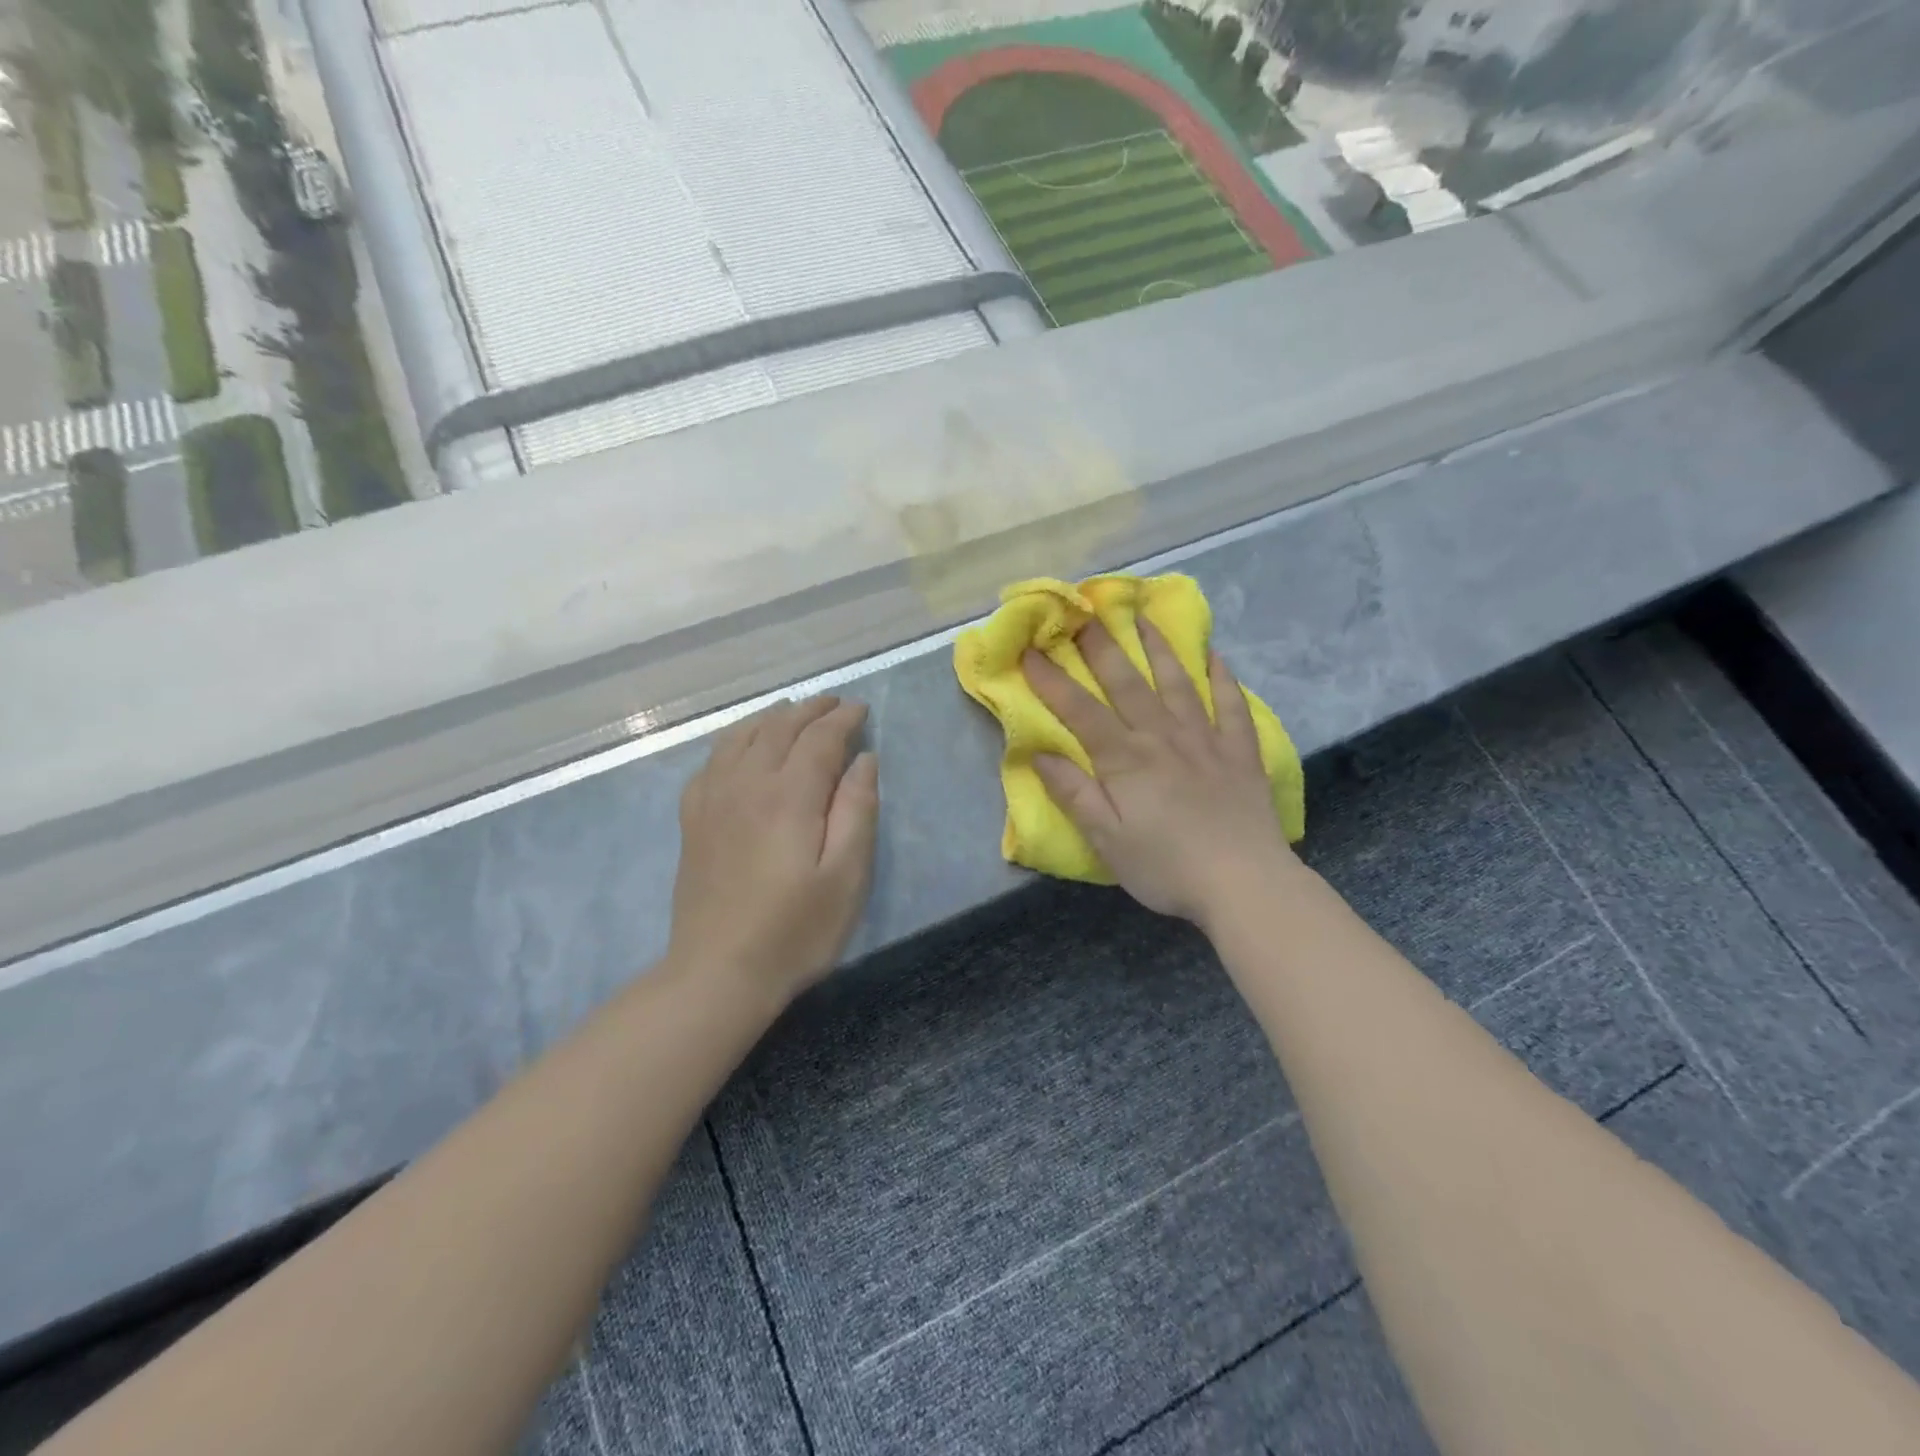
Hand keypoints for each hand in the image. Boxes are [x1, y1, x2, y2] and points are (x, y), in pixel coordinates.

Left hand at [667, 696, 878, 1006]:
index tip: (861, 709)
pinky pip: (712, 761)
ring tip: (791, 711)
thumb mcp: (847, 876)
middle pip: (779, 728)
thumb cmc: (795, 930)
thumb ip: (858, 810)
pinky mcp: (693, 820)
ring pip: (742, 737)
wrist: (718, 973)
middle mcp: (746, 783)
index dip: (843, 719)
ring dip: (771, 717)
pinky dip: (734, 740)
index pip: (819, 738)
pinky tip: (742, 748)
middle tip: (835, 703)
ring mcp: (713, 800)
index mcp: (789, 795)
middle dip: (810, 710)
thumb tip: (863, 759)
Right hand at [1022, 622, 1298, 926]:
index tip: (1029, 650)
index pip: (1080, 710)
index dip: (1051, 680)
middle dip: (1101, 646)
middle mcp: (1163, 737)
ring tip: (1143, 618)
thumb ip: (1074, 793)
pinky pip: (1231, 705)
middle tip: (1083, 611)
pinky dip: (1222, 678)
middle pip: (1127, 683)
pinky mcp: (1240, 752)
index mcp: (1125, 759)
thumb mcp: (1107, 839)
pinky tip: (1215, 657)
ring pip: (1177, 683)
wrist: (1245, 883)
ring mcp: (1205, 740)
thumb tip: (1039, 754)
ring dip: (1158, 648)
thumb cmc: (1166, 866)